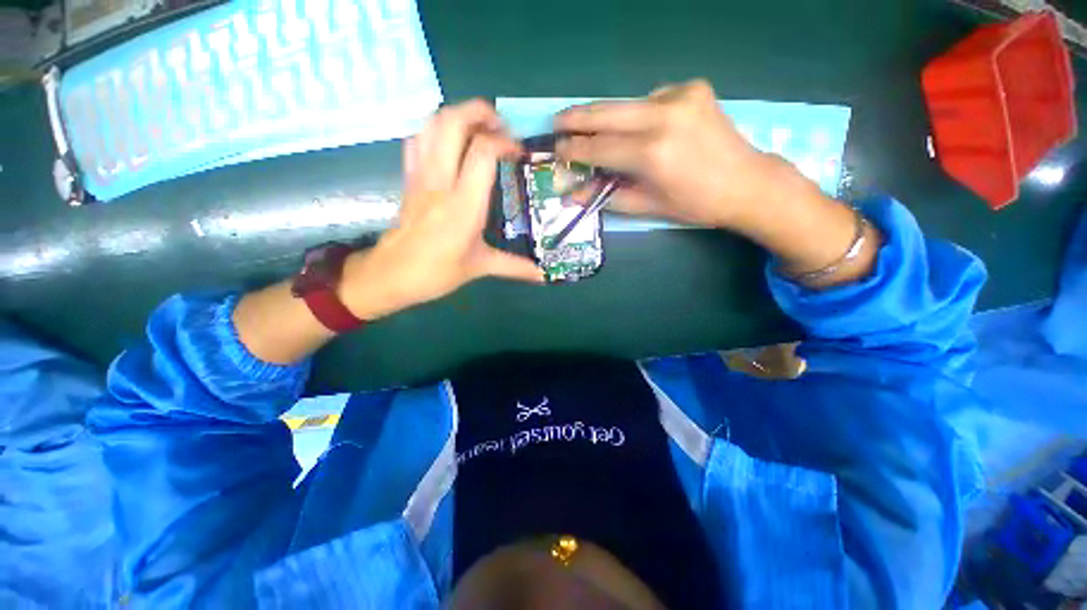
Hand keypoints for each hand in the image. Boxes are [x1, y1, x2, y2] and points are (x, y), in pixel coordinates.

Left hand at [340, 100, 543, 319]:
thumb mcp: (480, 267)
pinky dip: (436, 130)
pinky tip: (451, 144)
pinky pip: (418, 138)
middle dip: (480, 112)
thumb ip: (515, 267)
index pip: (482, 151)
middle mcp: (440, 181)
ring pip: (431, 123)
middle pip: (452, 121)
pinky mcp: (408, 177)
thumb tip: (542, 276)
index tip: (519, 153)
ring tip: (479, 129)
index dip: (504, 141)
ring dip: (458, 115)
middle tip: (501, 127)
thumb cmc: (437, 272)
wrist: (391, 274)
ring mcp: (420, 175)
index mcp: (464, 204)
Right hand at [557, 80, 879, 289]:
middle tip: (556, 122)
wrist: (747, 182)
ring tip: (591, 129)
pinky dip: (636, 114)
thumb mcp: (648, 206)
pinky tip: (638, 128)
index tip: (556, 149)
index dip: (574, 149)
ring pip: (626, 104)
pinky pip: (649, 100)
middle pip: (607, 112)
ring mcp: (680, 96)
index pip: (599, 147)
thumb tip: (574, 194)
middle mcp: (664, 115)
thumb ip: (608, 196)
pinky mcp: (692, 88)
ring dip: (606, 117)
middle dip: (577, 118)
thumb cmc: (696, 204)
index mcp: (652, 152)